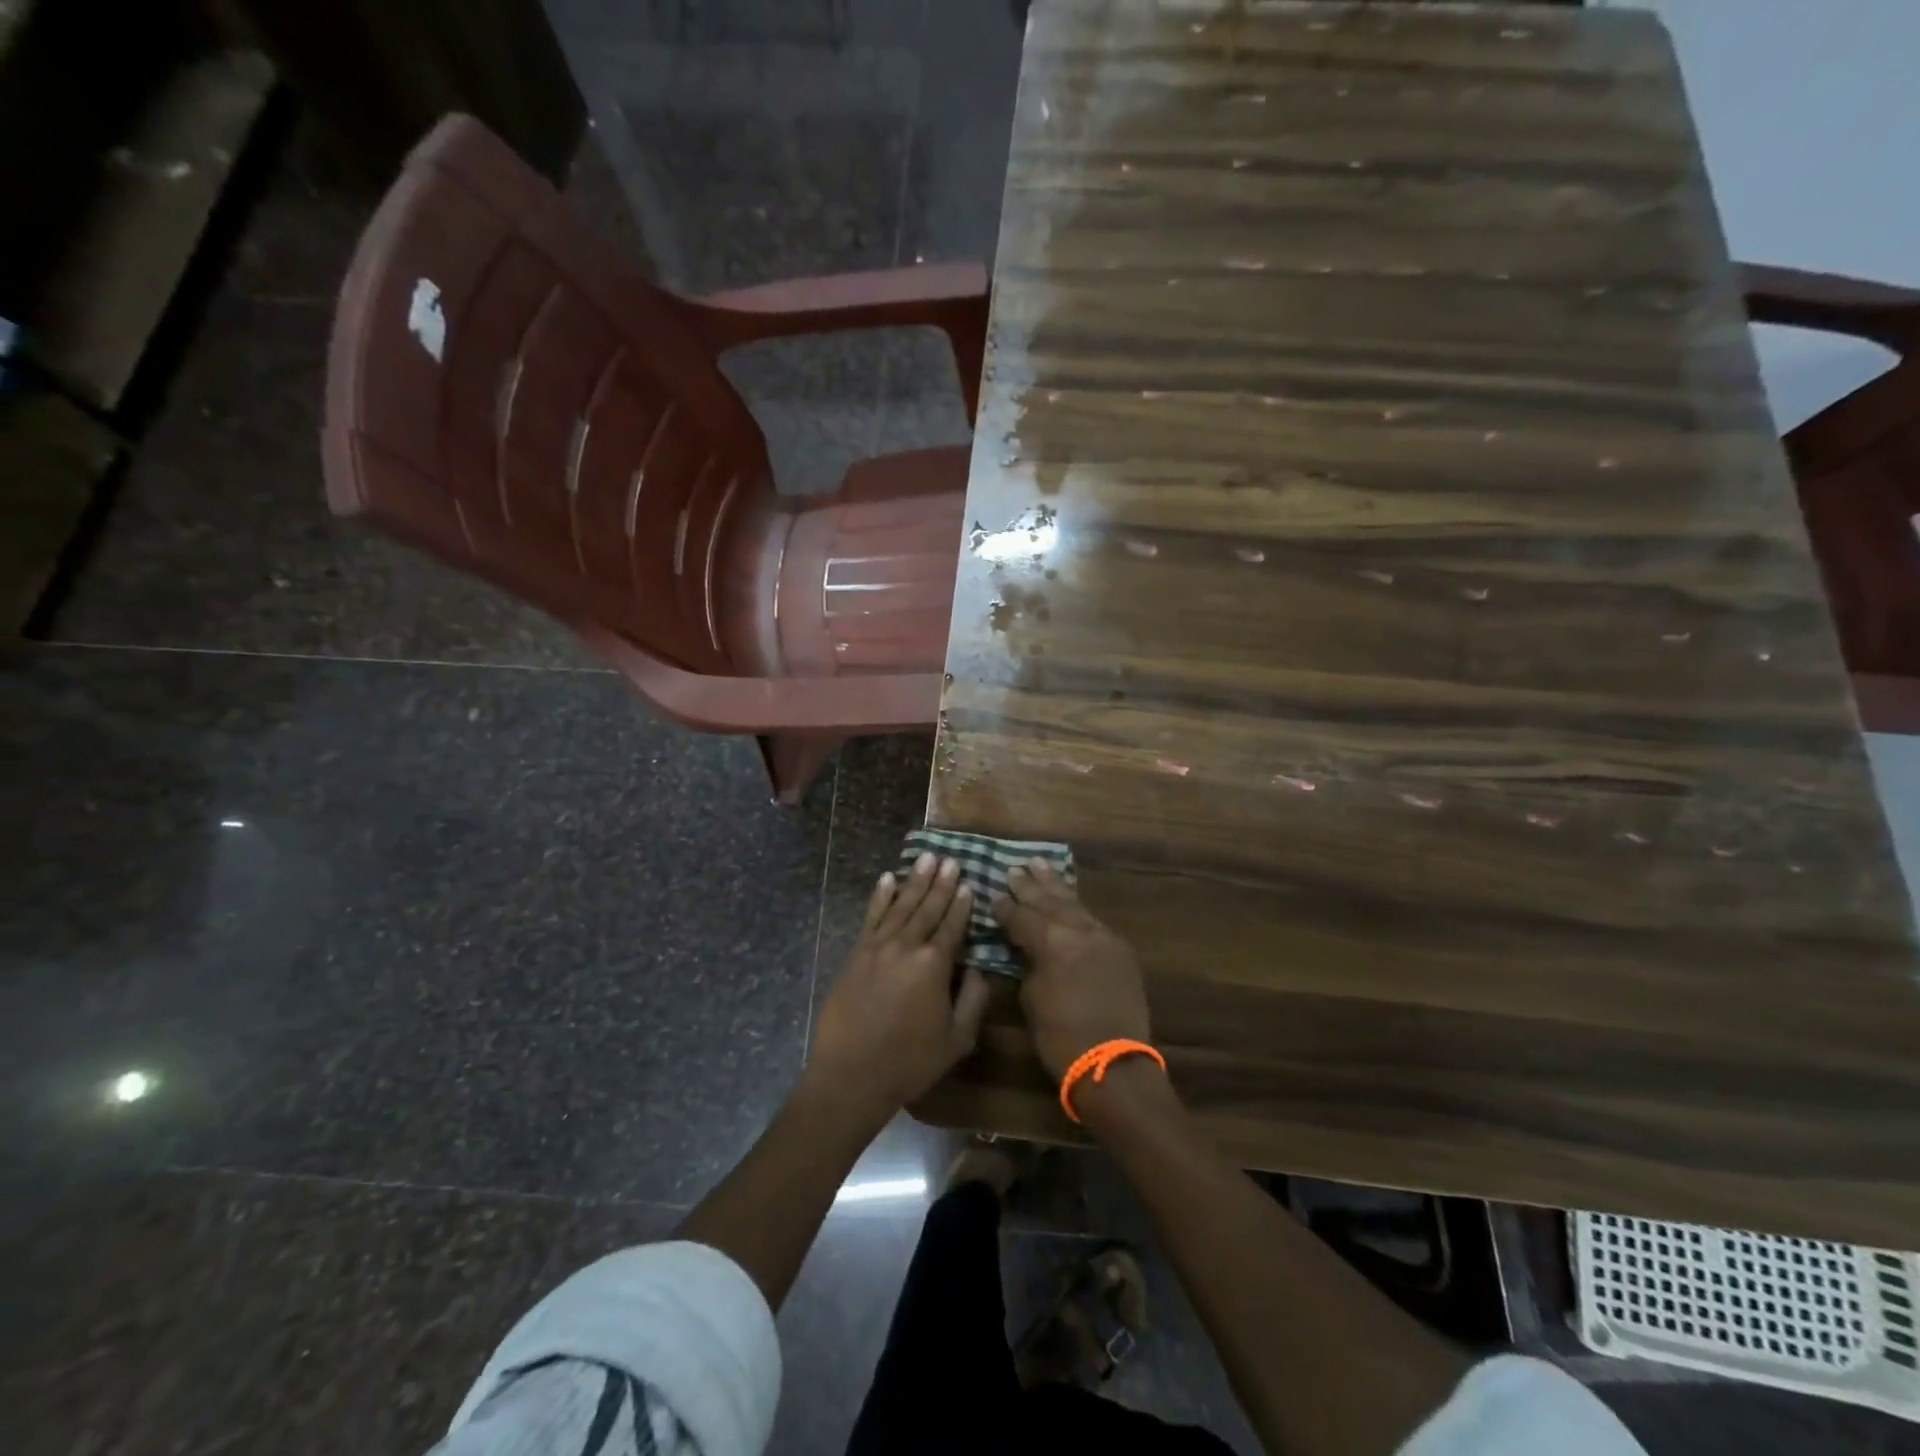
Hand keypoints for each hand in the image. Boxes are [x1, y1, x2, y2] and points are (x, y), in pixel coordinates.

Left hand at [806, 853, 991, 1120]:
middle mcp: (906, 947)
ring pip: (900, 906)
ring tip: (926, 857)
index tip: (968, 882)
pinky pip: (871, 917)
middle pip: (927, 908)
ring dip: (914, 881)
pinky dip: (880, 897)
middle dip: (940, 883)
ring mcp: (877, 947)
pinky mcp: (856, 954)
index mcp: (934, 965)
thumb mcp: (957, 1039)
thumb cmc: (910, 1062)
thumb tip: (980, 968)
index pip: (952, 925)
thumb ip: (974, 999)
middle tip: (949, 858)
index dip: (961, 903)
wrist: (851, 1075)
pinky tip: (887, 879)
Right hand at [992, 861, 1150, 1080]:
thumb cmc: (1061, 1037)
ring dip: (1055, 885)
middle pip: (1049, 901)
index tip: (993, 894)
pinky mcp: (1120, 950)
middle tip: (1013, 869)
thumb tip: (1026, 949)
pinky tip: (1068, 899)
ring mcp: (1104, 937)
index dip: (1005, 907)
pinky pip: (1092, 920)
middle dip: (1029, 886)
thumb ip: (1028, 963)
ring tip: (1039, 865)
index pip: (1022, 916)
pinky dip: (1076, 907)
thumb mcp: (1031, 998)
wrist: (1113, 1064)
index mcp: (1052, 941)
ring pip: (1074, 903)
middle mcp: (1079, 930)